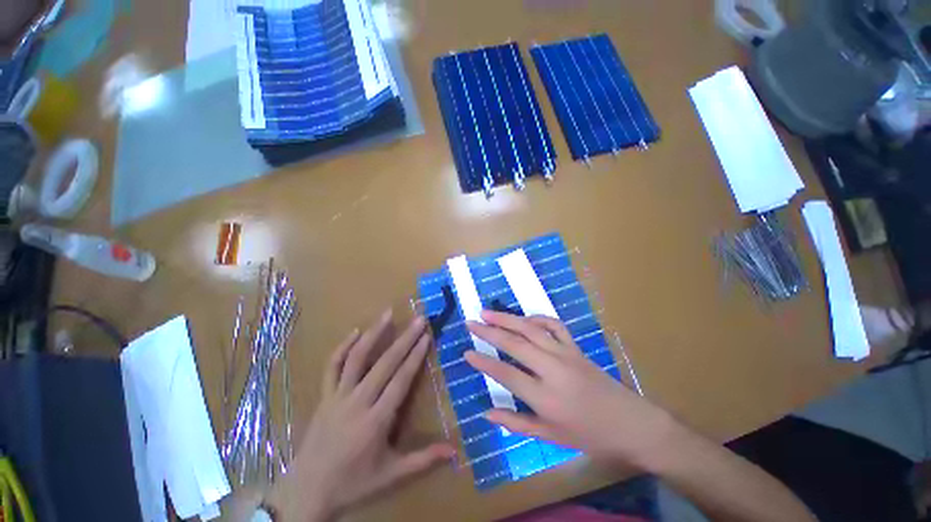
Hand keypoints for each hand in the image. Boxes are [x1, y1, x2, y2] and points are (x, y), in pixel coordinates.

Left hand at [268, 310, 454, 521]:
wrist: (307, 491)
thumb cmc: (354, 482)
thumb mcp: (392, 474)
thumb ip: (424, 459)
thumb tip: (456, 451)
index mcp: (376, 421)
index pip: (400, 380)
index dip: (415, 356)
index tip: (426, 336)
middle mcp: (357, 403)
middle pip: (385, 363)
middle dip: (405, 339)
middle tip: (419, 319)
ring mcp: (337, 397)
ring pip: (357, 358)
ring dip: (374, 333)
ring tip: (387, 313)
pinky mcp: (324, 396)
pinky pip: (332, 366)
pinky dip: (343, 346)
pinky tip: (355, 331)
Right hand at [465, 311, 677, 471]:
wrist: (633, 425)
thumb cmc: (591, 436)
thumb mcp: (552, 438)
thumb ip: (517, 424)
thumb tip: (487, 414)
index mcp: (546, 398)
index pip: (506, 374)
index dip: (483, 362)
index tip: (466, 352)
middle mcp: (553, 370)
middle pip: (515, 344)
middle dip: (490, 331)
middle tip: (471, 322)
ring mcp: (566, 354)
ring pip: (531, 329)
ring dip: (508, 319)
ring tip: (488, 313)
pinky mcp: (576, 347)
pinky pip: (554, 325)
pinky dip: (537, 318)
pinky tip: (524, 319)